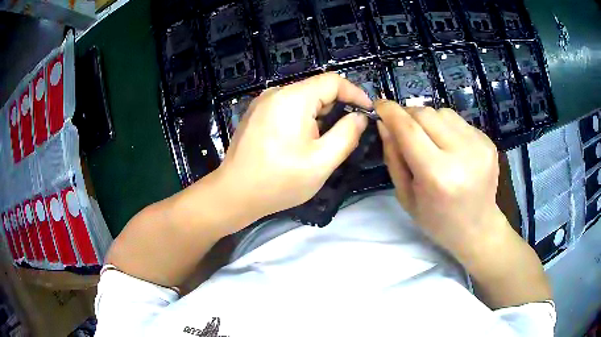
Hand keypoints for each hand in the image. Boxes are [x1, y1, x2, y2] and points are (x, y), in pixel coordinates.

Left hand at [215, 73, 370, 220]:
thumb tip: (359, 117)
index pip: (333, 81)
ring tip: (322, 144)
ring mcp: (262, 103)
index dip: (355, 93)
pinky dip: (302, 119)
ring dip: (319, 116)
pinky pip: (287, 108)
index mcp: (293, 98)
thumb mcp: (322, 161)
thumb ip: (347, 134)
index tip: (367, 112)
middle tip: (346, 135)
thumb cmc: (279, 180)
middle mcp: (276, 92)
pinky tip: (300, 143)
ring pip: (302, 100)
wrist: (235, 194)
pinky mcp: (256, 114)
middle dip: (337, 108)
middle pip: (317, 90)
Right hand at [375, 100, 502, 257]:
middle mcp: (462, 155)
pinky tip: (448, 146)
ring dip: (428, 120)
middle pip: (426, 114)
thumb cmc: (437, 220)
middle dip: (408, 114)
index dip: (390, 112)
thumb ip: (393, 157)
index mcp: (437, 175)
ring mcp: (479, 145)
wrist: (478, 227)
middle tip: (402, 127)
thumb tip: (384, 123)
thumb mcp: (406, 196)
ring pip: (443, 112)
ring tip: (428, 139)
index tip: (379, 105)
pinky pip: (458, 121)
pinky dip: (446, 127)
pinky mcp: (488, 141)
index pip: (409, 129)